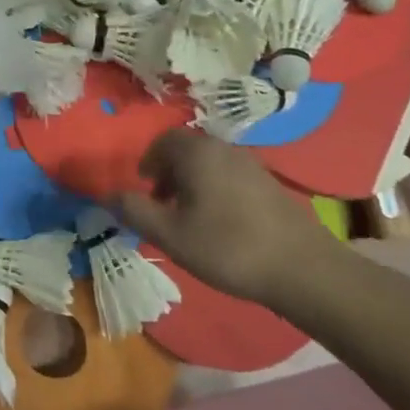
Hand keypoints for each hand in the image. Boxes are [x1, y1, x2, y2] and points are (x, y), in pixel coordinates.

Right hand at [113, 129, 333, 305]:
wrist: (302, 267)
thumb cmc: (227, 247)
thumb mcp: (170, 235)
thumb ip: (135, 212)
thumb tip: (108, 195)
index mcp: (197, 153)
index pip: (163, 141)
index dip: (148, 162)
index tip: (144, 189)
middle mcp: (223, 148)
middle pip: (187, 149)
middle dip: (169, 172)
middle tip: (162, 205)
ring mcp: (251, 163)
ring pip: (210, 163)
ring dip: (192, 182)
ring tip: (189, 217)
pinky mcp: (269, 183)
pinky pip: (230, 175)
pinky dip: (215, 189)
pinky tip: (221, 223)